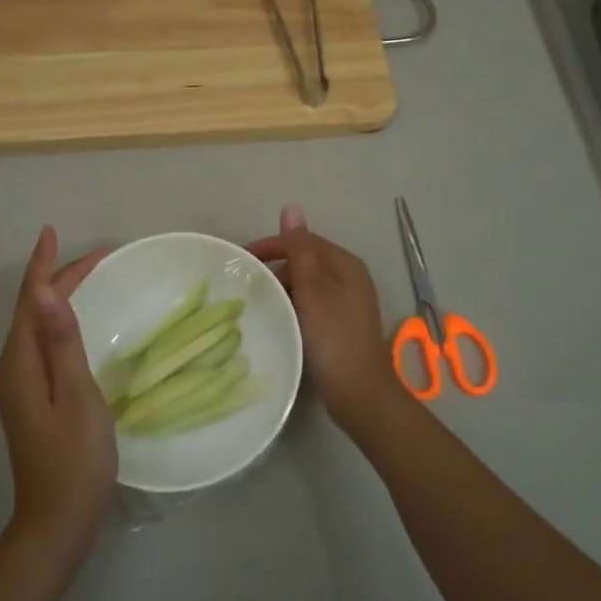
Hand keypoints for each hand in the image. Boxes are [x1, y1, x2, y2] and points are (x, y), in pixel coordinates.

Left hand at [0, 227, 115, 557]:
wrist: (57, 519)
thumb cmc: (75, 458)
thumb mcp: (77, 395)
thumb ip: (62, 342)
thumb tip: (43, 292)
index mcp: (20, 363)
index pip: (28, 300)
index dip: (42, 265)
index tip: (54, 232)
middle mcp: (11, 368)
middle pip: (30, 310)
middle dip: (56, 277)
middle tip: (96, 256)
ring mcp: (17, 386)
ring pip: (34, 326)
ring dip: (56, 297)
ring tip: (85, 275)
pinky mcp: (28, 399)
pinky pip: (39, 345)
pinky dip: (57, 322)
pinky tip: (71, 322)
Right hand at [247, 206, 404, 433]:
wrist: (359, 392)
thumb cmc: (333, 336)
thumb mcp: (312, 287)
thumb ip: (299, 248)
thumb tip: (291, 208)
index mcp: (345, 264)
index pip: (303, 241)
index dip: (271, 246)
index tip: (241, 261)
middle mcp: (349, 278)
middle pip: (305, 261)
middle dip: (275, 269)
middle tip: (246, 286)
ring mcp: (346, 303)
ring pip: (306, 285)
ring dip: (282, 290)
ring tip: (257, 304)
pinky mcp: (340, 326)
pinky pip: (310, 305)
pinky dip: (292, 307)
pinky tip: (278, 320)